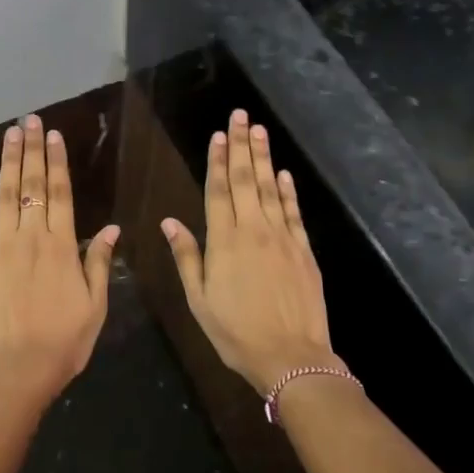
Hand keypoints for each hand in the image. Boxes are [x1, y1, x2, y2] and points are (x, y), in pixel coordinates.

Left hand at [0, 114, 118, 410]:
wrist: (18, 368)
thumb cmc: (64, 340)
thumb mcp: (95, 304)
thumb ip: (99, 261)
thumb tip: (111, 227)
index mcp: (61, 245)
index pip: (59, 193)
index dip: (57, 162)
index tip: (55, 135)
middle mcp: (30, 236)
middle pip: (31, 184)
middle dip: (32, 149)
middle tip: (30, 120)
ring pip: (4, 195)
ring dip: (7, 162)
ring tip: (10, 134)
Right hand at [162, 109, 339, 394]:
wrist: (291, 357)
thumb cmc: (236, 332)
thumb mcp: (199, 300)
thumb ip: (186, 257)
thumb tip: (169, 221)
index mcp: (224, 242)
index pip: (219, 191)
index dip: (218, 160)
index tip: (218, 135)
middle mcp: (254, 231)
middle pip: (247, 180)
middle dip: (242, 145)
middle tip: (240, 115)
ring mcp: (283, 238)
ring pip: (271, 189)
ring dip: (264, 157)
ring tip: (259, 130)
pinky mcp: (304, 250)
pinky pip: (294, 212)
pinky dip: (288, 190)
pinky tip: (283, 172)